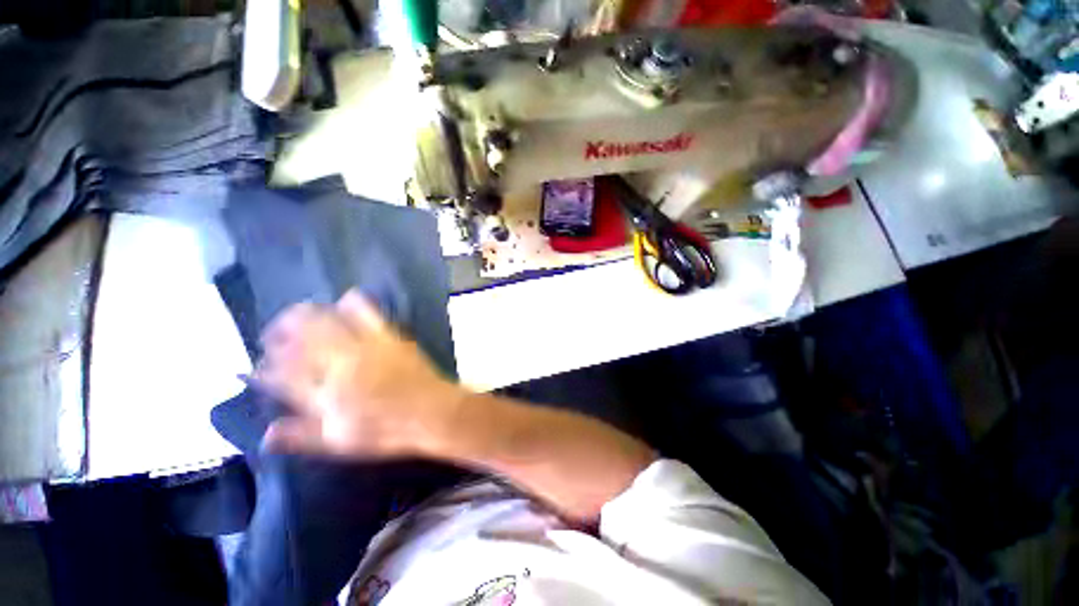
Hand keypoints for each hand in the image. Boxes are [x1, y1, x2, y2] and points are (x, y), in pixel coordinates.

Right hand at [253, 290, 462, 458]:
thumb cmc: (387, 431)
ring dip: (306, 314)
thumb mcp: (341, 442)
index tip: (257, 365)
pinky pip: (367, 311)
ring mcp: (366, 346)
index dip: (266, 368)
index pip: (283, 375)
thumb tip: (266, 434)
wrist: (432, 411)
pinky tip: (344, 301)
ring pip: (327, 320)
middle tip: (273, 334)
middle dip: (279, 332)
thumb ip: (302, 436)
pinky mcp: (389, 336)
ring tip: (298, 315)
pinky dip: (352, 302)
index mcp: (325, 394)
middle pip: (300, 339)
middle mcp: (340, 365)